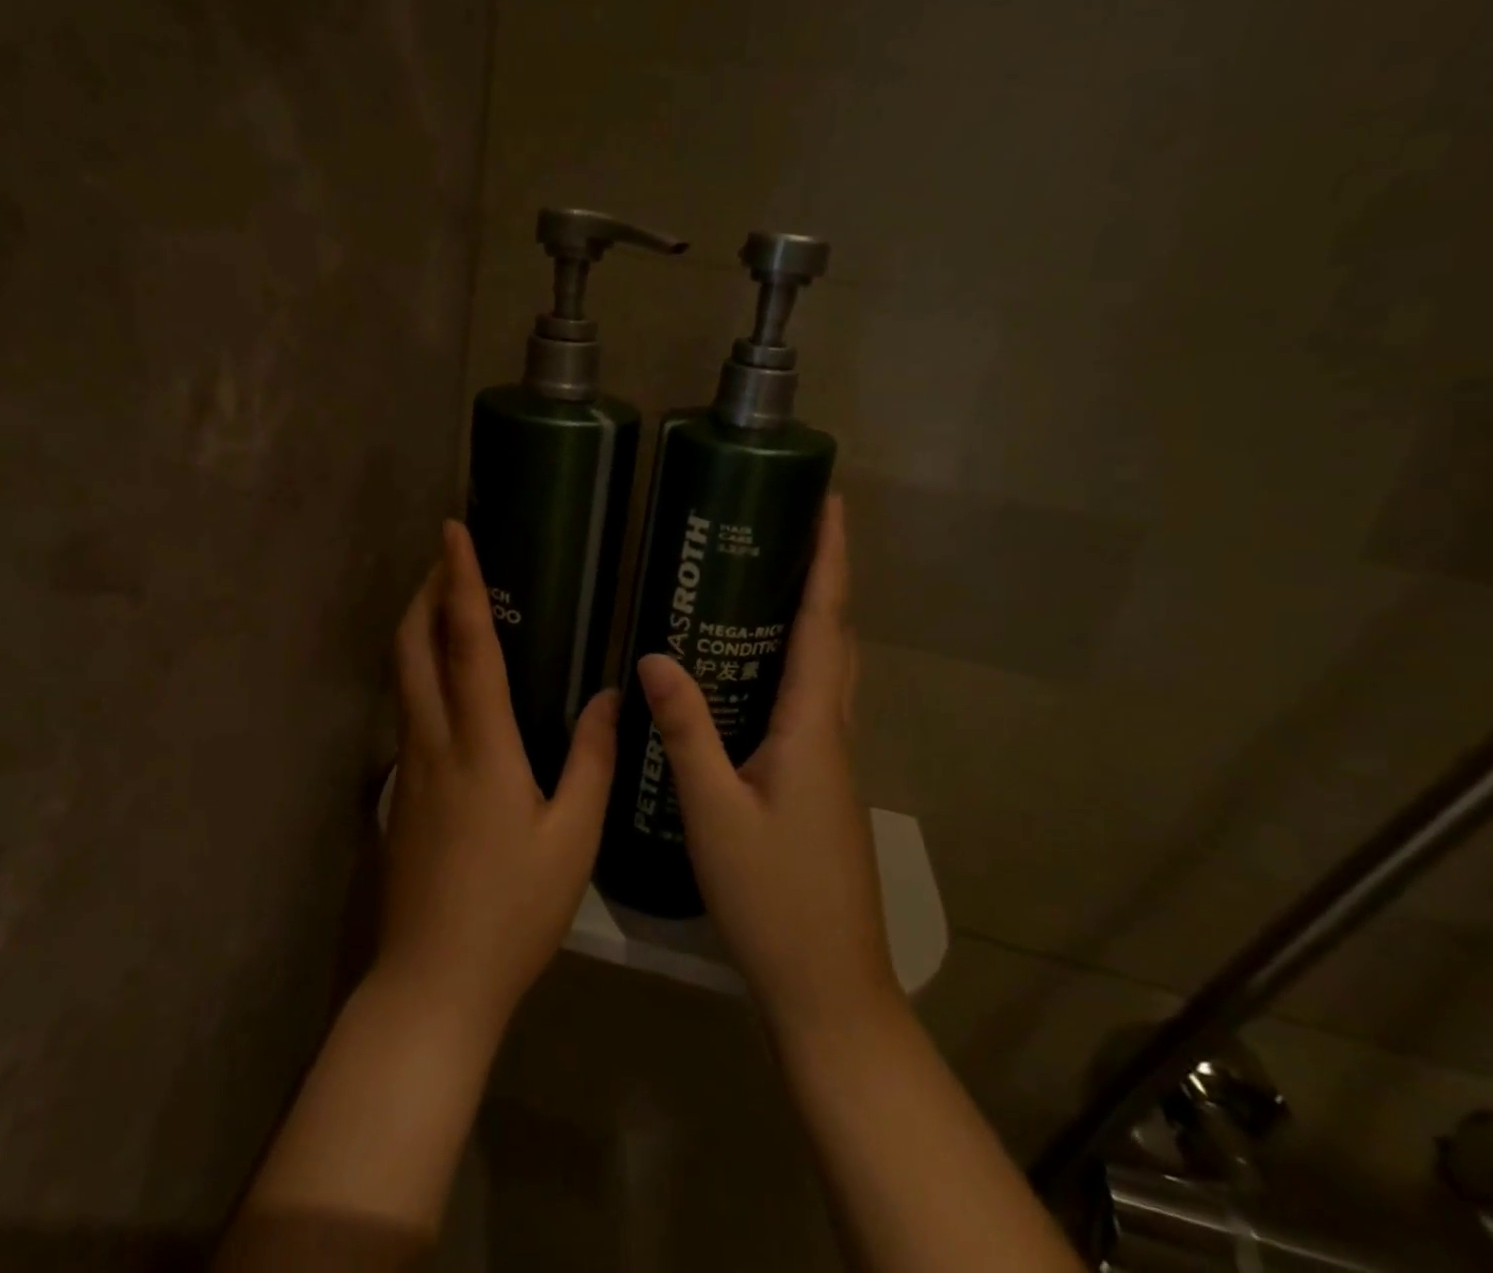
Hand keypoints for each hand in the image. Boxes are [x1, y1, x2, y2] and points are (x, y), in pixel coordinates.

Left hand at [380, 520, 617, 1040]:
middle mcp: (433, 741)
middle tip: (447, 555)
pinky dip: (420, 669)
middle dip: (423, 590)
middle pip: (411, 646)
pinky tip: (450, 679)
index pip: (465, 643)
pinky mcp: (400, 789)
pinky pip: (407, 707)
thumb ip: (593, 761)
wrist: (432, 981)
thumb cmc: (512, 911)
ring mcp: (408, 765)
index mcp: (480, 746)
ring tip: (448, 600)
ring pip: (402, 675)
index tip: (454, 532)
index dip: (459, 581)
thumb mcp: (573, 839)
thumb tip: (611, 697)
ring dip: (417, 626)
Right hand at [637, 497, 900, 1043]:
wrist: (828, 987)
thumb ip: (686, 731)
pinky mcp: (821, 785)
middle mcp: (834, 733)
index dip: (830, 561)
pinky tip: (757, 674)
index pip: (825, 624)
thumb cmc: (772, 896)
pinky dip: (799, 665)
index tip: (832, 505)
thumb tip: (655, 657)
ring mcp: (833, 762)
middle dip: (824, 579)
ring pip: (831, 672)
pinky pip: (815, 703)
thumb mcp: (713, 810)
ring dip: (814, 620)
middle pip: (837, 639)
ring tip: (772, 584)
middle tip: (791, 533)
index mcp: (815, 727)